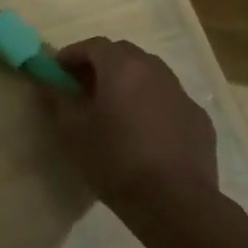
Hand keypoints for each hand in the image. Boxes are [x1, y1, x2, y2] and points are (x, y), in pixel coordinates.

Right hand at [40, 38, 219, 216]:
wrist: (175, 203)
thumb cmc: (115, 161)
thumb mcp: (73, 132)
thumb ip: (58, 100)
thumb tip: (48, 83)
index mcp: (122, 68)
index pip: (94, 45)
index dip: (72, 54)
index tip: (58, 72)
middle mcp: (155, 71)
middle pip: (124, 54)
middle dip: (101, 65)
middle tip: (84, 89)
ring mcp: (182, 94)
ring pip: (150, 75)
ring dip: (129, 83)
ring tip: (115, 110)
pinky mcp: (199, 119)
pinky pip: (169, 101)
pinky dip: (152, 105)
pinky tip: (145, 133)